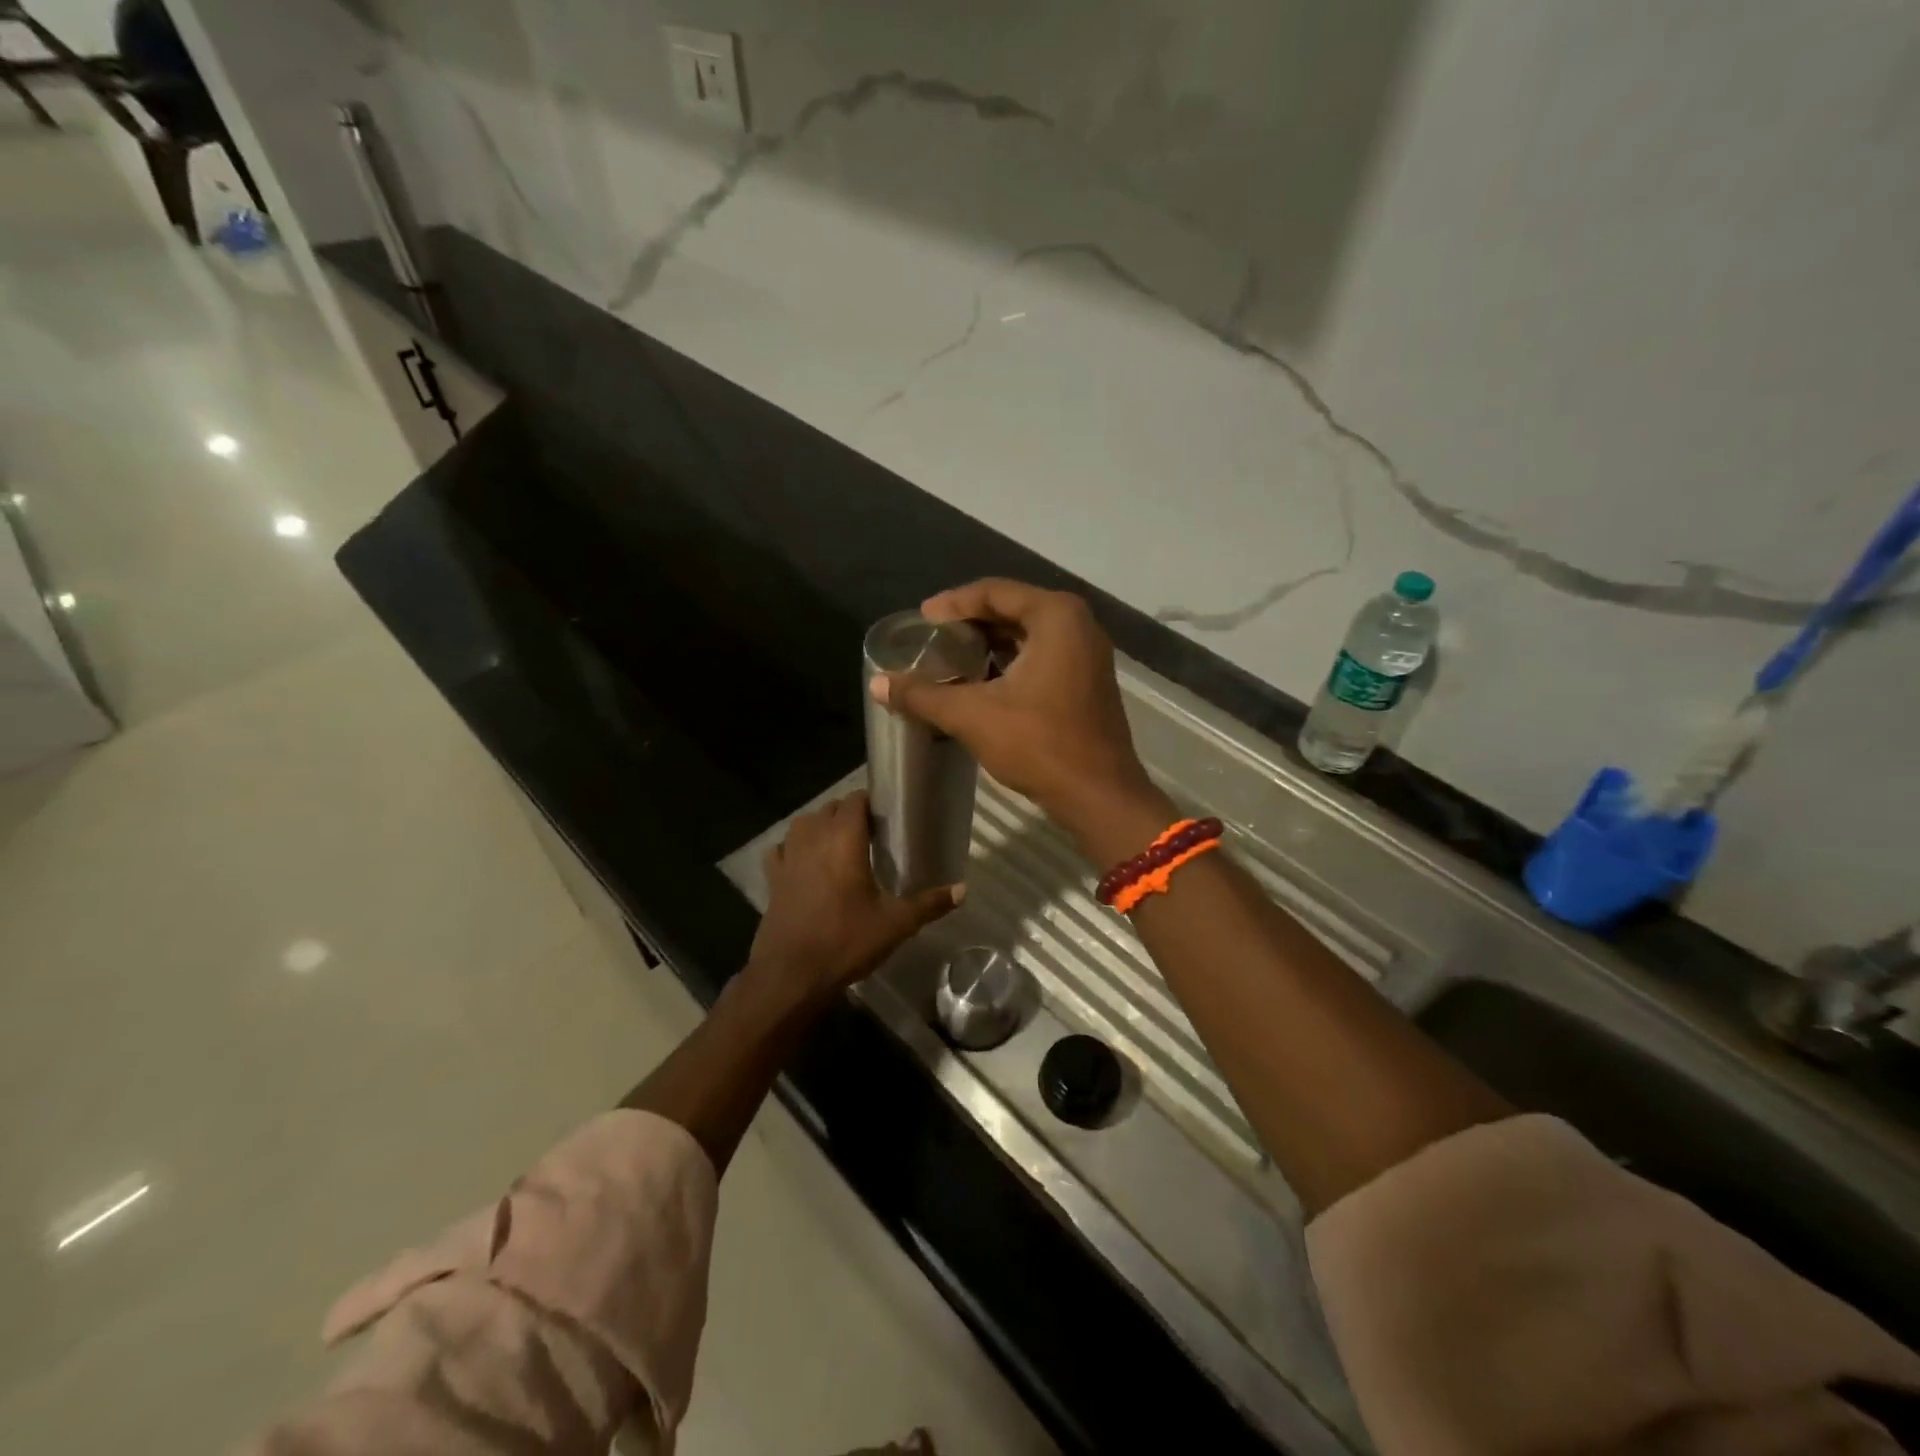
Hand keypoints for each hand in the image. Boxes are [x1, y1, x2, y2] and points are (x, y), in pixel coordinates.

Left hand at [747, 790, 961, 999]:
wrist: (791, 975)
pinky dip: (793, 848)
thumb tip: (963, 890)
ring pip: (804, 824)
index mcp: (844, 839)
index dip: (871, 802)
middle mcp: (813, 838)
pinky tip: (804, 863)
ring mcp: (788, 856)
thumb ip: (929, 903)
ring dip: (821, 826)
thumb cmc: (846, 941)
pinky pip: (782, 849)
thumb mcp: (895, 924)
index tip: (888, 816)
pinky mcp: (772, 877)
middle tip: (872, 834)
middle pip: (831, 808)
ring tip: (840, 845)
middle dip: (849, 814)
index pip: (855, 800)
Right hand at [871, 579, 1153, 825]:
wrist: (1099, 795)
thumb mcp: (973, 715)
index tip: (922, 620)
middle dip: (971, 623)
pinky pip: (1043, 654)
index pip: (994, 592)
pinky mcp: (1088, 679)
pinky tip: (982, 681)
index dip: (953, 603)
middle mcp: (1078, 624)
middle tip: (933, 638)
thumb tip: (878, 685)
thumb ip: (923, 695)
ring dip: (990, 643)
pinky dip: (1011, 661)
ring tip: (951, 658)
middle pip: (1012, 608)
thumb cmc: (1039, 744)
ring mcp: (1088, 653)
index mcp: (1056, 616)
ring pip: (1029, 634)